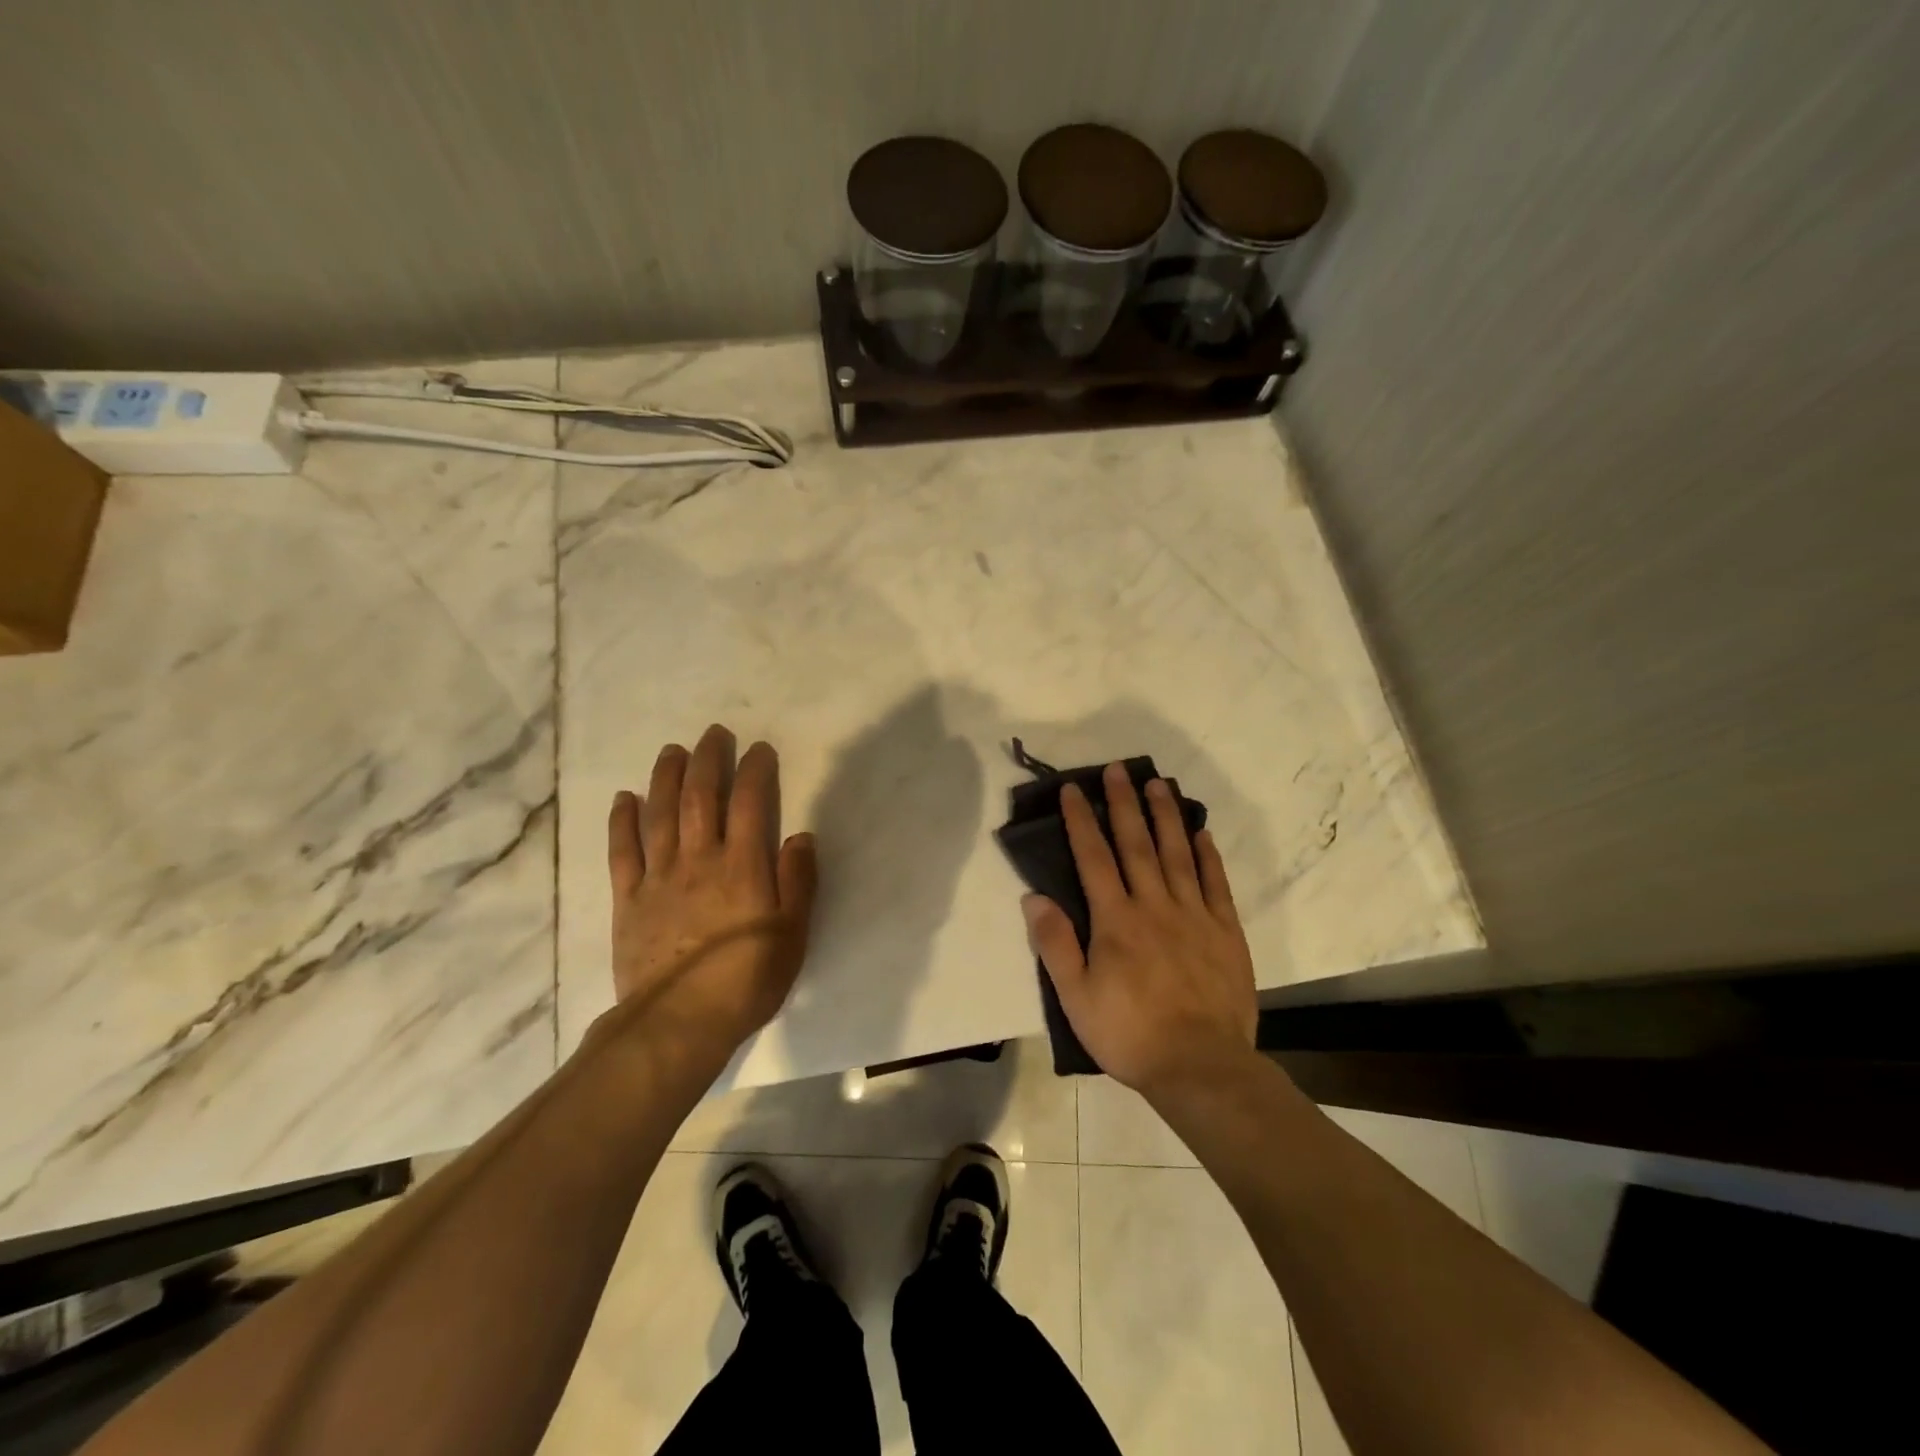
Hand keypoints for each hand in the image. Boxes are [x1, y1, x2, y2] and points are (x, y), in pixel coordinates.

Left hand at [604, 725, 817, 1055]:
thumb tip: (800, 836)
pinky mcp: (629, 899)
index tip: (760, 750)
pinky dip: (623, 822)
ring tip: (672, 751)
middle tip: (714, 734)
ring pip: (661, 814)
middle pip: (701, 797)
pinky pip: (623, 851)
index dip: (755, 771)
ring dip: (666, 778)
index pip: (750, 803)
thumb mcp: (793, 934)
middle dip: (708, 760)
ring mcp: (659, 877)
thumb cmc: (747, 978)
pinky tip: (625, 799)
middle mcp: (699, 859)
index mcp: (742, 866)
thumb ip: (798, 881)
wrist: (680, 1022)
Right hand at [1023, 763, 1256, 1095]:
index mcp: (1116, 920)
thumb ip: (1055, 944)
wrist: (1200, 1066)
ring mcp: (1194, 915)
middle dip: (1124, 803)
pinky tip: (1201, 832)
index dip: (1081, 821)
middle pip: (1136, 844)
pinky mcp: (1225, 931)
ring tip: (1159, 784)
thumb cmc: (1129, 1033)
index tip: (1073, 790)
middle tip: (1119, 769)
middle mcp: (1154, 905)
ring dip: (1166, 816)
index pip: (1094, 858)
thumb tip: (1033, 897)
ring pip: (1177, 854)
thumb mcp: (1076, 997)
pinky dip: (1207, 854)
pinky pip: (1215, 883)